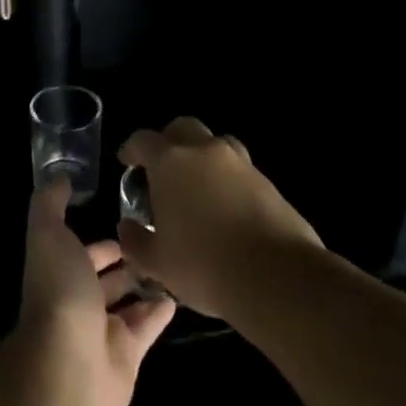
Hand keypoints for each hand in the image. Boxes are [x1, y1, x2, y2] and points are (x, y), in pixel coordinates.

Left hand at [17, 177, 175, 405]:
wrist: (69, 362)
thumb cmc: (59, 291)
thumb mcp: (48, 234)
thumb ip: (50, 204)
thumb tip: (59, 177)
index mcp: (59, 271)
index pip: (81, 252)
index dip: (99, 242)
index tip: (126, 222)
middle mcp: (79, 300)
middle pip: (105, 279)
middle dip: (126, 262)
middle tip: (157, 244)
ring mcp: (103, 330)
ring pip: (128, 303)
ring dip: (145, 285)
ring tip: (173, 264)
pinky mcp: (128, 354)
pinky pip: (147, 327)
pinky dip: (160, 312)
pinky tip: (179, 294)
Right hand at [116, 117, 322, 319]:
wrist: (277, 277)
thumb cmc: (204, 264)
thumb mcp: (157, 262)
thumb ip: (135, 240)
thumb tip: (128, 227)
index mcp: (170, 162)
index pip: (143, 140)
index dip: (132, 149)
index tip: (127, 163)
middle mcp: (205, 152)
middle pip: (183, 128)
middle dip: (170, 141)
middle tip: (163, 168)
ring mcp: (242, 165)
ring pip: (217, 144)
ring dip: (203, 157)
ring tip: (198, 187)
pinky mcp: (269, 184)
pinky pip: (241, 171)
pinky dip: (229, 181)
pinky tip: (226, 209)